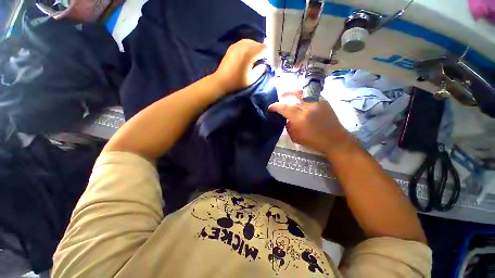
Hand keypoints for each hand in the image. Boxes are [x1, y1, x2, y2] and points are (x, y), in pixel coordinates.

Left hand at [213, 39, 266, 93]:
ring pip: (250, 42)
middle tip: (261, 60)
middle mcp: (243, 46)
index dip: (267, 54)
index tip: (266, 61)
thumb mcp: (252, 79)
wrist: (222, 81)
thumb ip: (260, 70)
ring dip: (254, 47)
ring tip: (255, 56)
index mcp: (249, 53)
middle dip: (261, 50)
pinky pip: (243, 43)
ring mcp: (236, 45)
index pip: (263, 48)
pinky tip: (247, 54)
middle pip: (257, 43)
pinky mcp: (232, 47)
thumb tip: (263, 64)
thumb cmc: (237, 81)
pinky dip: (247, 46)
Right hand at [269, 91, 353, 155]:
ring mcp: (318, 102)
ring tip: (288, 94)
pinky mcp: (324, 101)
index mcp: (301, 118)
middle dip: (283, 97)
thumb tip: (286, 119)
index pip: (285, 108)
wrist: (335, 140)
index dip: (275, 106)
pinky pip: (311, 94)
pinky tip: (300, 98)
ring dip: (293, 92)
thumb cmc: (314, 141)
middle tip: (279, 99)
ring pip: (302, 92)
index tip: (270, 108)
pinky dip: (303, 95)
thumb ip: (289, 126)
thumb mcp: (296, 137)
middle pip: (292, 98)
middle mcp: (309, 107)